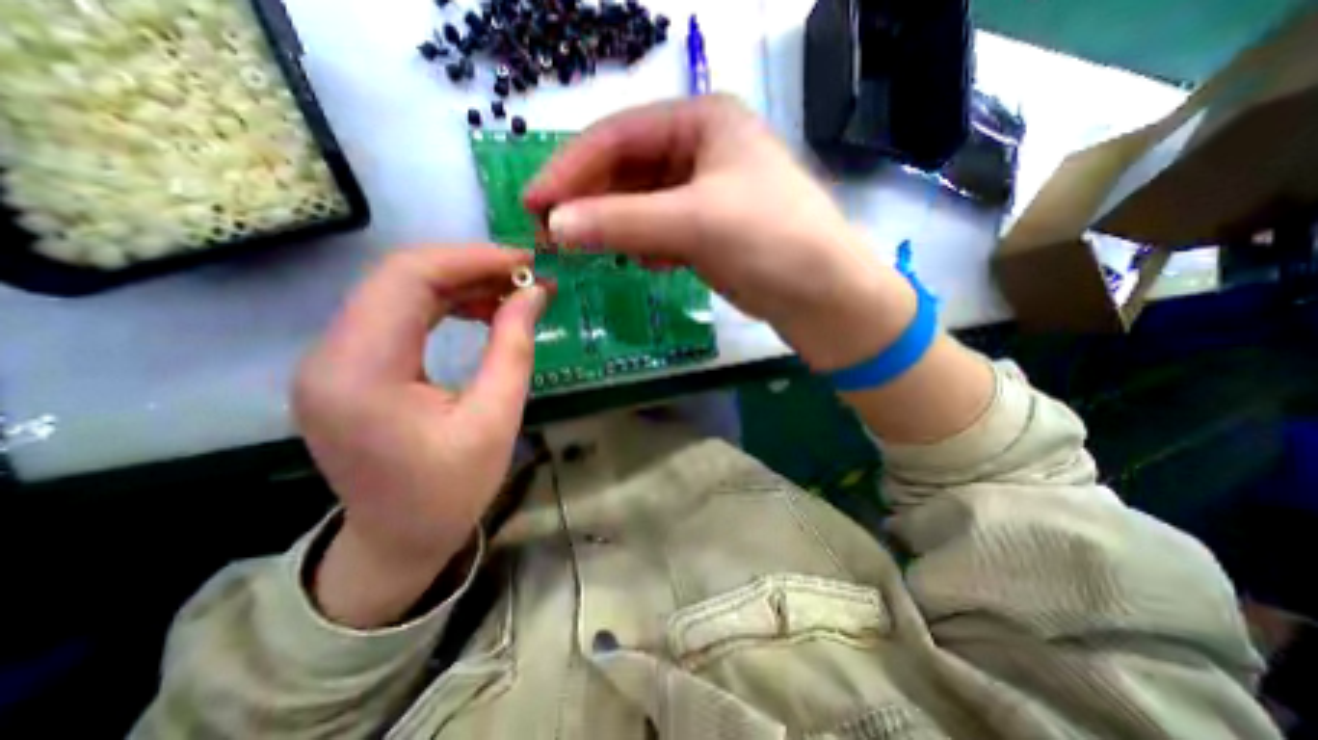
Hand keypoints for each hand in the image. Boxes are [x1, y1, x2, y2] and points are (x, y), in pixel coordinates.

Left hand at [292, 247, 547, 625]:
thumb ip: (513, 348)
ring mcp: (333, 360)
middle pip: (398, 277)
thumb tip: (535, 293)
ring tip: (510, 292)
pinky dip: (443, 304)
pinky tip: (480, 310)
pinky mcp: (348, 367)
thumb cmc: (451, 491)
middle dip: (469, 266)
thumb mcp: (496, 419)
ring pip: (397, 291)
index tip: (524, 262)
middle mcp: (330, 356)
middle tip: (524, 276)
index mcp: (361, 372)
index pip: (407, 279)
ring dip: (458, 283)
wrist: (399, 540)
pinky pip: (396, 315)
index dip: (471, 258)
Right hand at [525, 91, 919, 370]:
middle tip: (552, 234)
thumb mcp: (693, 223)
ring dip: (616, 227)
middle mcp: (702, 150)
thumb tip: (556, 225)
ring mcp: (705, 193)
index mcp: (702, 122)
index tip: (534, 203)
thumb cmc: (770, 241)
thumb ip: (621, 222)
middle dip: (590, 202)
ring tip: (589, 251)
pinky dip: (645, 245)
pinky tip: (646, 263)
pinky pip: (661, 230)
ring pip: (642, 204)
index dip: (571, 169)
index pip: (618, 137)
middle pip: (627, 170)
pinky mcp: (708, 230)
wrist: (822, 296)